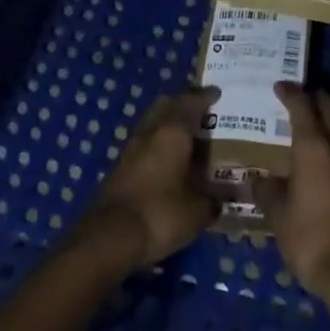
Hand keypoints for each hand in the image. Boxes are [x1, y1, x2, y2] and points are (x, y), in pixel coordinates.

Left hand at [73, 87, 219, 274]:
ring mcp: (131, 149)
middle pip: (166, 104)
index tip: (217, 93)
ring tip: (187, 137)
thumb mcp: (197, 212)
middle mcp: (151, 132)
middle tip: (201, 111)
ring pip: (152, 123)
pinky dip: (157, 144)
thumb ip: (213, 201)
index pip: (191, 102)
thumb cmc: (160, 214)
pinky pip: (144, 144)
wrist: (108, 238)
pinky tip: (168, 162)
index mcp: (173, 132)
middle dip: (183, 103)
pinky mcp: (119, 168)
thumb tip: (221, 200)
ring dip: (168, 124)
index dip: (206, 96)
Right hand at [257, 83, 329, 301]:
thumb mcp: (279, 217)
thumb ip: (268, 191)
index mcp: (315, 147)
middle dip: (316, 96)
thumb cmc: (313, 240)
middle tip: (300, 98)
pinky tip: (328, 162)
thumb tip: (257, 178)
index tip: (280, 86)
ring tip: (312, 129)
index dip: (290, 92)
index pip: (303, 105)